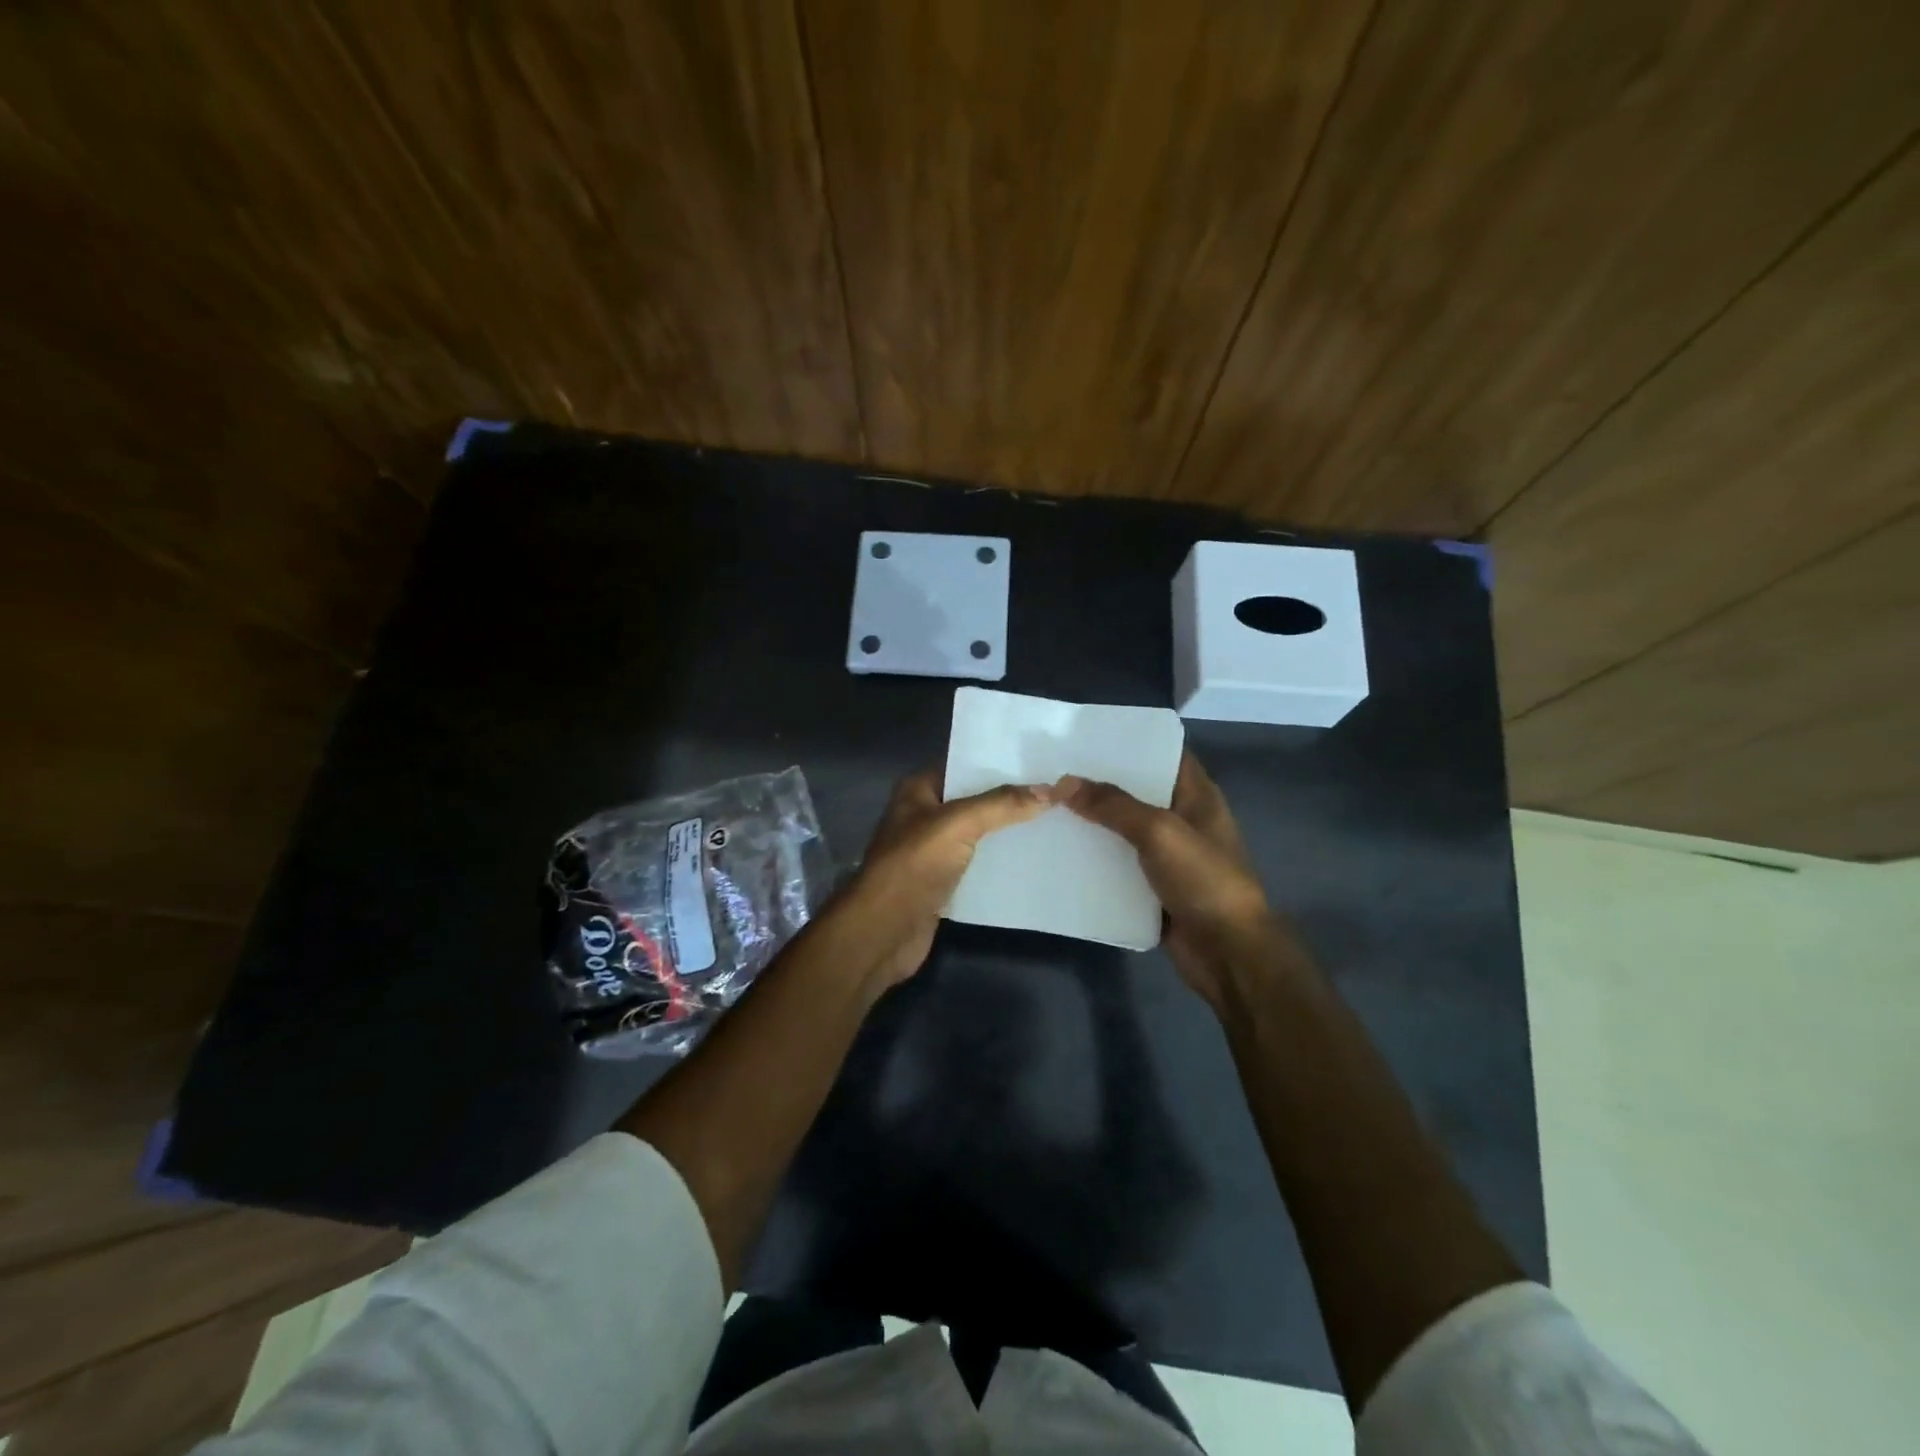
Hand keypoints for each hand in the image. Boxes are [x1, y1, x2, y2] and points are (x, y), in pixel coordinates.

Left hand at [827, 769, 1053, 991]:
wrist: (883, 932)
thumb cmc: (913, 866)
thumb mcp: (957, 824)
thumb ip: (1001, 805)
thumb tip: (1050, 789)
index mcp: (919, 790)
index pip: (964, 764)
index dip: (1000, 761)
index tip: (1042, 760)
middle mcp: (925, 815)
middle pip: (975, 799)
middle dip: (1011, 797)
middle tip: (1059, 790)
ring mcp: (933, 851)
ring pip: (979, 833)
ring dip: (1010, 831)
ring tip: (1057, 819)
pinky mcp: (944, 883)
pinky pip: (979, 865)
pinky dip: (1003, 862)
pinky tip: (1036, 858)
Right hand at [1060, 752, 1294, 1012]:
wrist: (1228, 953)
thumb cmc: (1204, 880)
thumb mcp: (1159, 831)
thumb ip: (1112, 805)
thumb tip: (1062, 782)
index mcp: (1196, 795)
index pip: (1163, 753)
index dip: (1130, 740)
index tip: (1086, 734)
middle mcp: (1182, 818)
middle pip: (1136, 790)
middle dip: (1099, 780)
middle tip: (1052, 767)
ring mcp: (1167, 854)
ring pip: (1122, 828)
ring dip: (1091, 820)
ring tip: (1046, 803)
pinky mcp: (1152, 885)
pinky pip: (1117, 863)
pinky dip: (1093, 856)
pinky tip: (1058, 848)